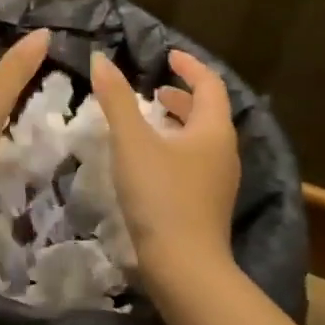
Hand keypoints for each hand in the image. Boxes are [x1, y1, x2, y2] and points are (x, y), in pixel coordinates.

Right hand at [90, 48, 239, 278]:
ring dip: (178, 123)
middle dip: (182, 96)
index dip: (189, 66)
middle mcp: (224, 152)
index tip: (168, 55)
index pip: (209, 84)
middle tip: (154, 89)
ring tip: (148, 121)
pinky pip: (194, 162)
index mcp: (213, 130)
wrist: (185, 269)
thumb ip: (116, 99)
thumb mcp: (132, 142)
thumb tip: (100, 59)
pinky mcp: (207, 205)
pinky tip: (150, 161)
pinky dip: (175, 148)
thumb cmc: (161, 196)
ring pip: (201, 140)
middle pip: (208, 112)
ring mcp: (218, 182)